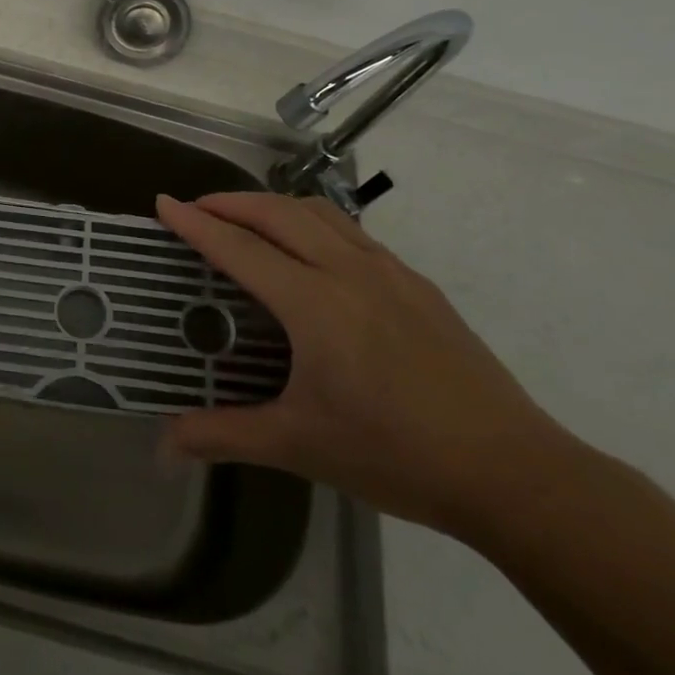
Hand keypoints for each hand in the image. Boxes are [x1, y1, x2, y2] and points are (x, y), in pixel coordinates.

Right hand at [156, 192, 569, 538]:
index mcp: (315, 304)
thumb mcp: (299, 446)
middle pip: (277, 213)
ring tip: (246, 218)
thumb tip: (162, 448)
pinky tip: (311, 251)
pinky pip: (351, 231)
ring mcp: (389, 272)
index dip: (196, 223)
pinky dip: (313, 221)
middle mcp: (349, 272)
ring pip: (319, 212)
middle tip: (196, 208)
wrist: (513, 472)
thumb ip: (223, 436)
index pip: (240, 248)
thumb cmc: (395, 455)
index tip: (163, 202)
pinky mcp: (418, 284)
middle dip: (230, 202)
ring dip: (272, 204)